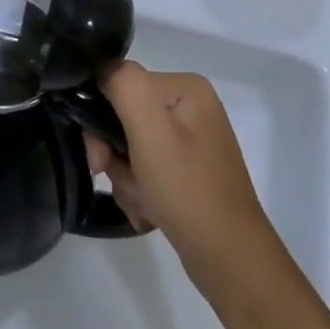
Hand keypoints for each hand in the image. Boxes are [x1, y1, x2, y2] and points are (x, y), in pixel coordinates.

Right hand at [84, 61, 279, 290]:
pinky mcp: (188, 170)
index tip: (99, 158)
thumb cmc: (188, 190)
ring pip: (130, 147)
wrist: (230, 260)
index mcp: (185, 87)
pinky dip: (140, 190)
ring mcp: (190, 140)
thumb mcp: (151, 131)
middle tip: (121, 182)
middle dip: (115, 155)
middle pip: (124, 117)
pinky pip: (146, 169)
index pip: (120, 85)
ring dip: (125, 177)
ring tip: (142, 203)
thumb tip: (102, 68)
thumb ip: (124, 85)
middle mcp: (190, 107)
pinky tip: (149, 211)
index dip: (100, 119)